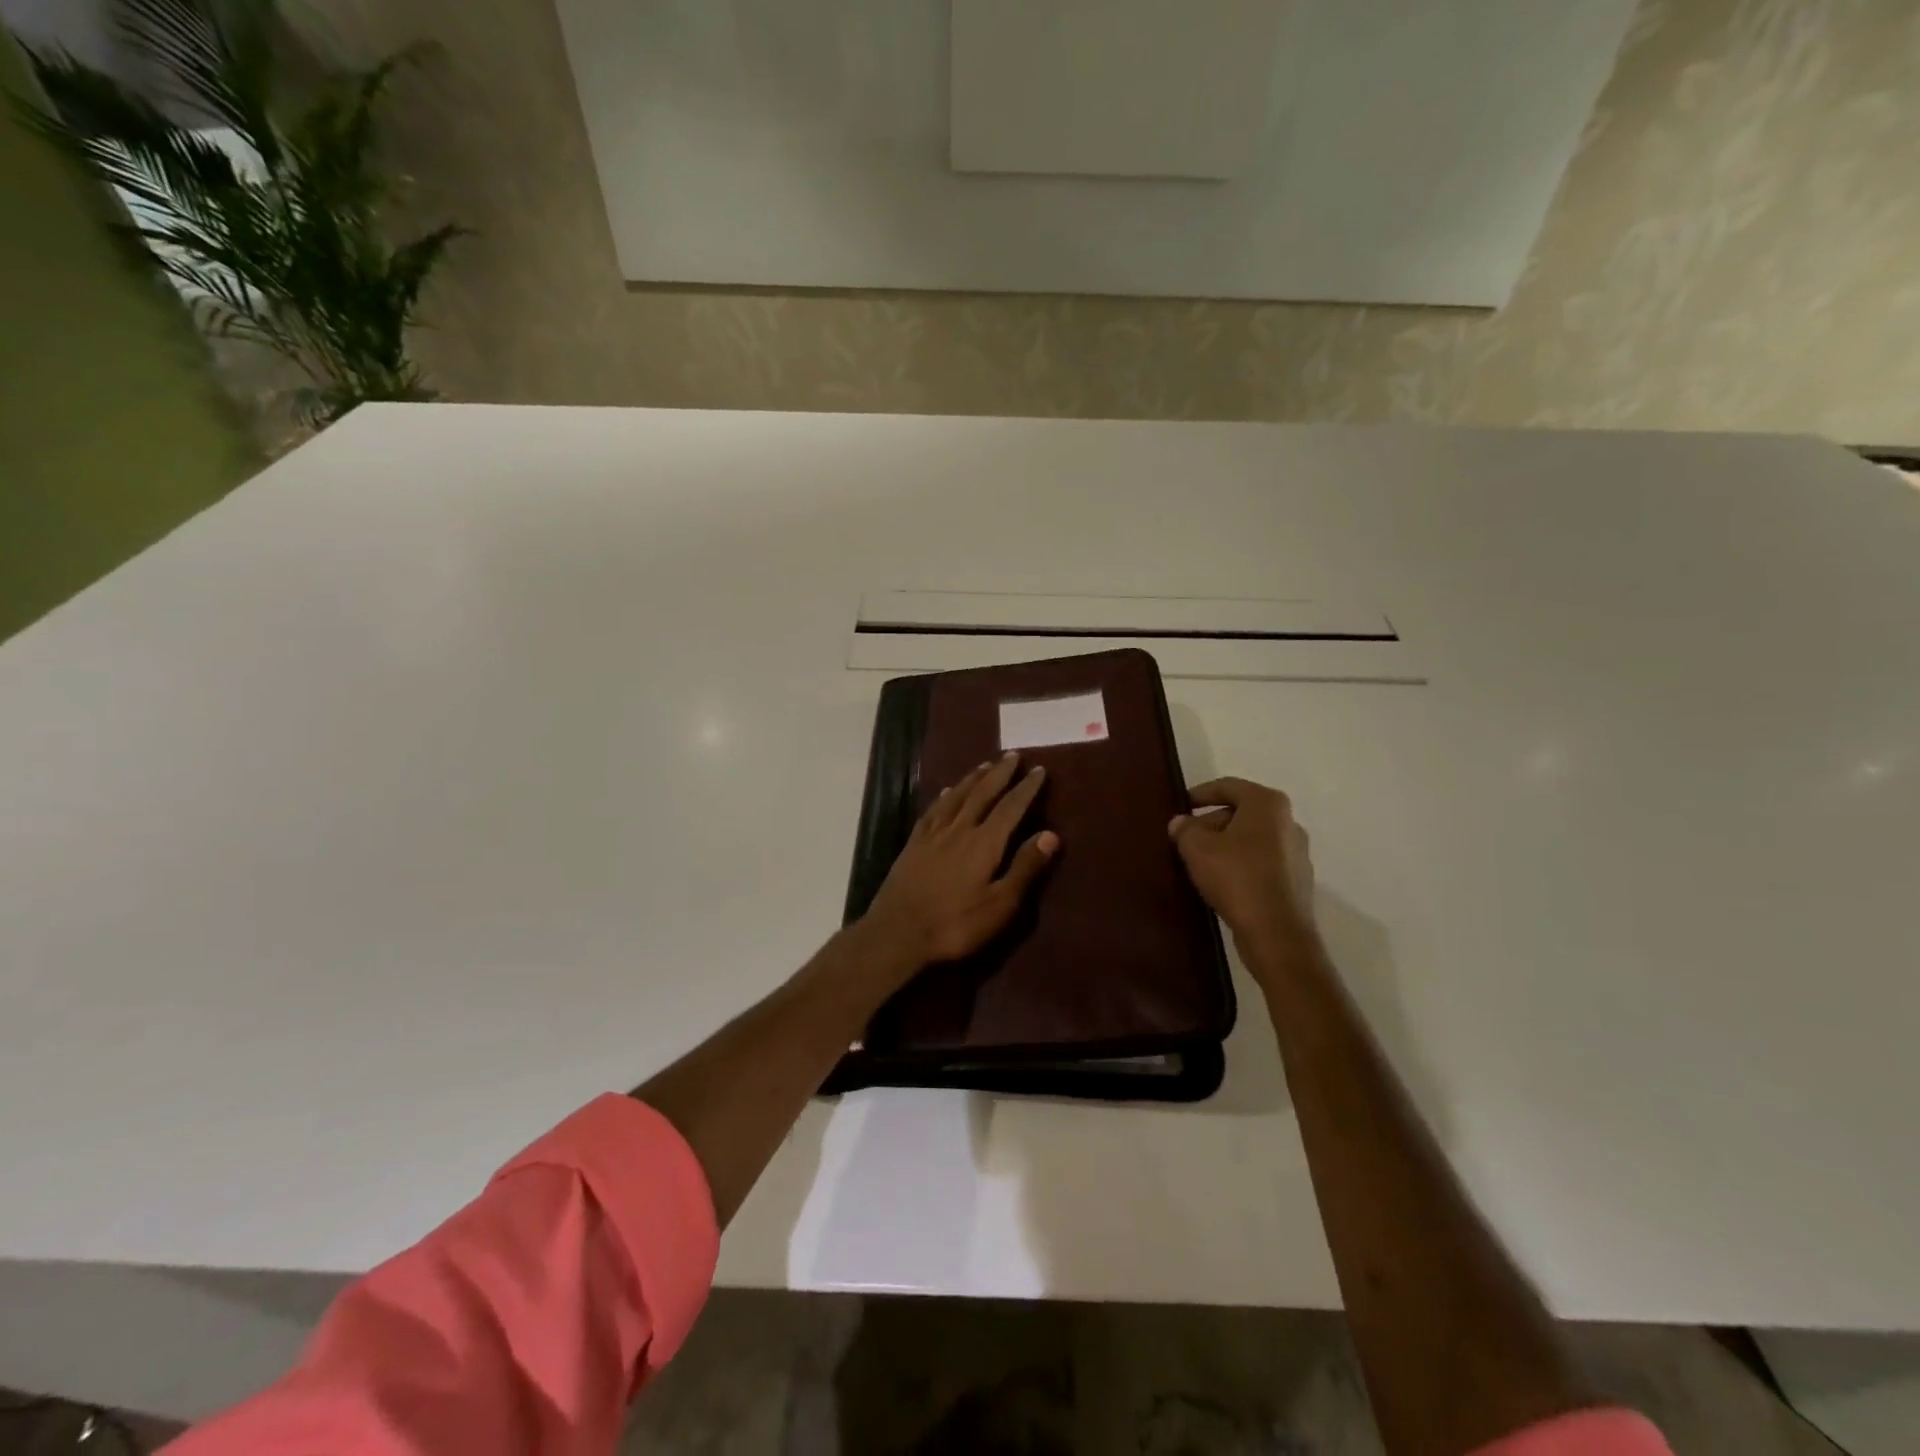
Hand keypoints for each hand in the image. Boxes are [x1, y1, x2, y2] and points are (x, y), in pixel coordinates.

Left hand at [863, 752, 1058, 968]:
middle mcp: (959, 829)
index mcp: (984, 843)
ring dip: (973, 779)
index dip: (1027, 788)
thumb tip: (1051, 834)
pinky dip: (944, 796)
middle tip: (1013, 756)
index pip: (1011, 807)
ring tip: (986, 765)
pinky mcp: (913, 844)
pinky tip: (947, 791)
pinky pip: (933, 810)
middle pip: (982, 793)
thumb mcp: (1000, 905)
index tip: (1039, 770)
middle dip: (1000, 774)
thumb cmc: (955, 924)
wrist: (897, 933)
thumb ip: (1025, 868)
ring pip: (957, 796)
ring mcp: (933, 835)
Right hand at [1169, 777, 1315, 947]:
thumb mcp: (1197, 848)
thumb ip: (1185, 829)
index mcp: (1267, 804)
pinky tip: (1222, 881)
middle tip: (1186, 837)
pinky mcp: (1297, 880)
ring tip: (1200, 861)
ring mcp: (1297, 852)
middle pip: (1241, 812)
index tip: (1180, 805)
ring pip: (1252, 838)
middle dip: (1211, 822)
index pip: (1228, 786)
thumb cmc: (1236, 877)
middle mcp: (1288, 821)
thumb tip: (1180, 823)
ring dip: (1225, 844)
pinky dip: (1241, 864)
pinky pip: (1262, 861)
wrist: (1277, 933)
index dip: (1200, 793)